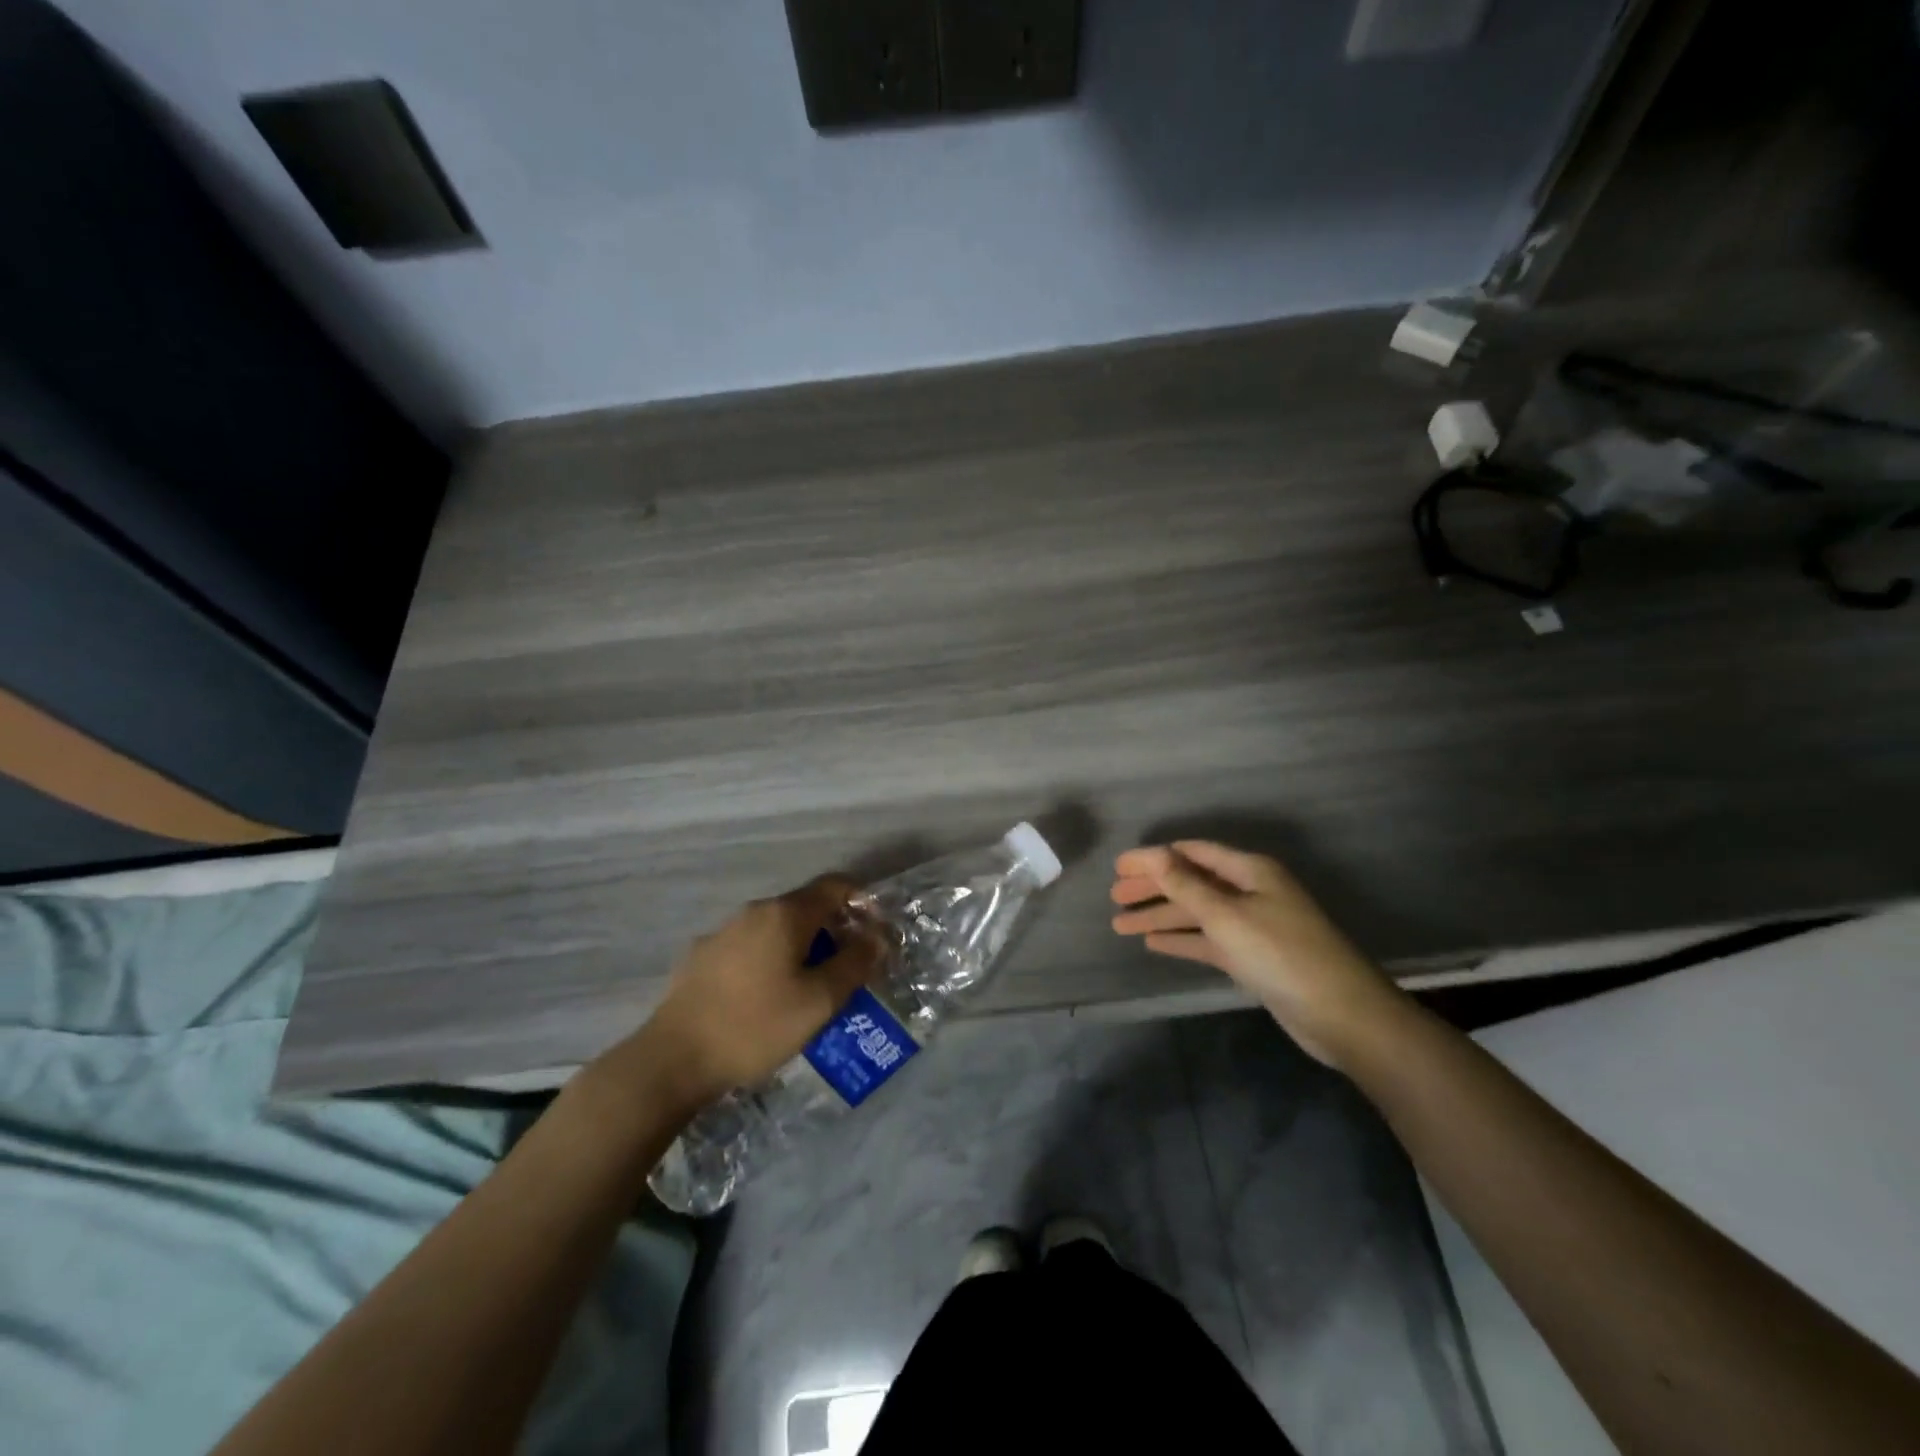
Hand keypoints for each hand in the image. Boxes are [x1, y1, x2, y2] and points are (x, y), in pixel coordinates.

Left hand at [619, 876, 881, 1109]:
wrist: (673, 1059)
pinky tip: (768, 997)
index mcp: (785, 914)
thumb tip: (876, 937)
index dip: (862, 901)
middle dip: (834, 930)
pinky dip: (771, 960)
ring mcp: (723, 932)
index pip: (835, 886)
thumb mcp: (818, 1001)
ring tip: (811, 987)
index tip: (875, 932)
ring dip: (802, 947)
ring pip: (776, 928)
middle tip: (849, 969)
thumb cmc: (756, 1026)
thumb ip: (854, 964)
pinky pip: (750, 947)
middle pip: (805, 907)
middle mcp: (754, 911)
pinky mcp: (702, 956)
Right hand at [1110, 841, 1402, 1067]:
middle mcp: (1250, 891)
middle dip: (1153, 888)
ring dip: (1160, 916)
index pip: (1192, 853)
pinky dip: (1181, 940)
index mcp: (1250, 870)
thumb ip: (1186, 885)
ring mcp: (1253, 926)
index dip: (1154, 857)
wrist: (1342, 1015)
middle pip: (1192, 882)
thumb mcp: (1228, 916)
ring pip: (1197, 914)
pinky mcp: (1253, 957)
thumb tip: (1154, 854)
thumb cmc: (1282, 954)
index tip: (1118, 867)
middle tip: (1113, 896)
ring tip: (1120, 925)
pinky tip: (1153, 943)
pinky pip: (1208, 940)